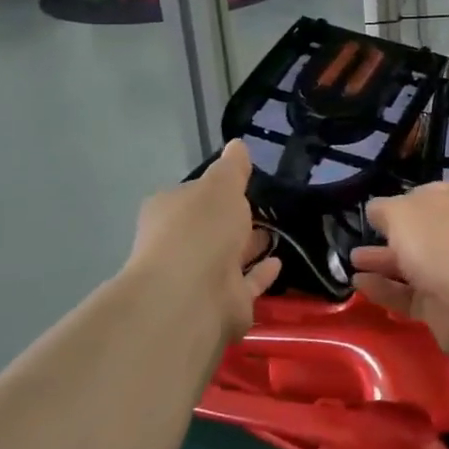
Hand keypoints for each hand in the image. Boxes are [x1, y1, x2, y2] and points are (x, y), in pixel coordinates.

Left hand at [127, 140, 279, 338]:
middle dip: (234, 220)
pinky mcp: (221, 302)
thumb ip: (232, 169)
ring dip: (248, 247)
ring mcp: (199, 277)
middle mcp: (179, 244)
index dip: (216, 189)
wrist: (192, 296)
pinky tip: (278, 262)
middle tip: (266, 208)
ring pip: (228, 257)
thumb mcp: (221, 186)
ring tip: (278, 233)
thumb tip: (237, 145)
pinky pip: (245, 283)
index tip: (244, 184)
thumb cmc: (201, 229)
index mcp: (169, 211)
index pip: (192, 194)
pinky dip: (260, 274)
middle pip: (210, 228)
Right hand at [350, 183, 448, 359]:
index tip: (374, 214)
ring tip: (351, 262)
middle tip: (356, 241)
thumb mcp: (401, 212)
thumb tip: (376, 210)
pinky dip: (385, 290)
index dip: (399, 203)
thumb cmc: (440, 238)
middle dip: (389, 237)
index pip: (423, 197)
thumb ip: (384, 210)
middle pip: (418, 233)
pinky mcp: (444, 308)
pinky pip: (408, 296)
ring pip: (412, 266)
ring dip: (382, 263)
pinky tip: (359, 284)